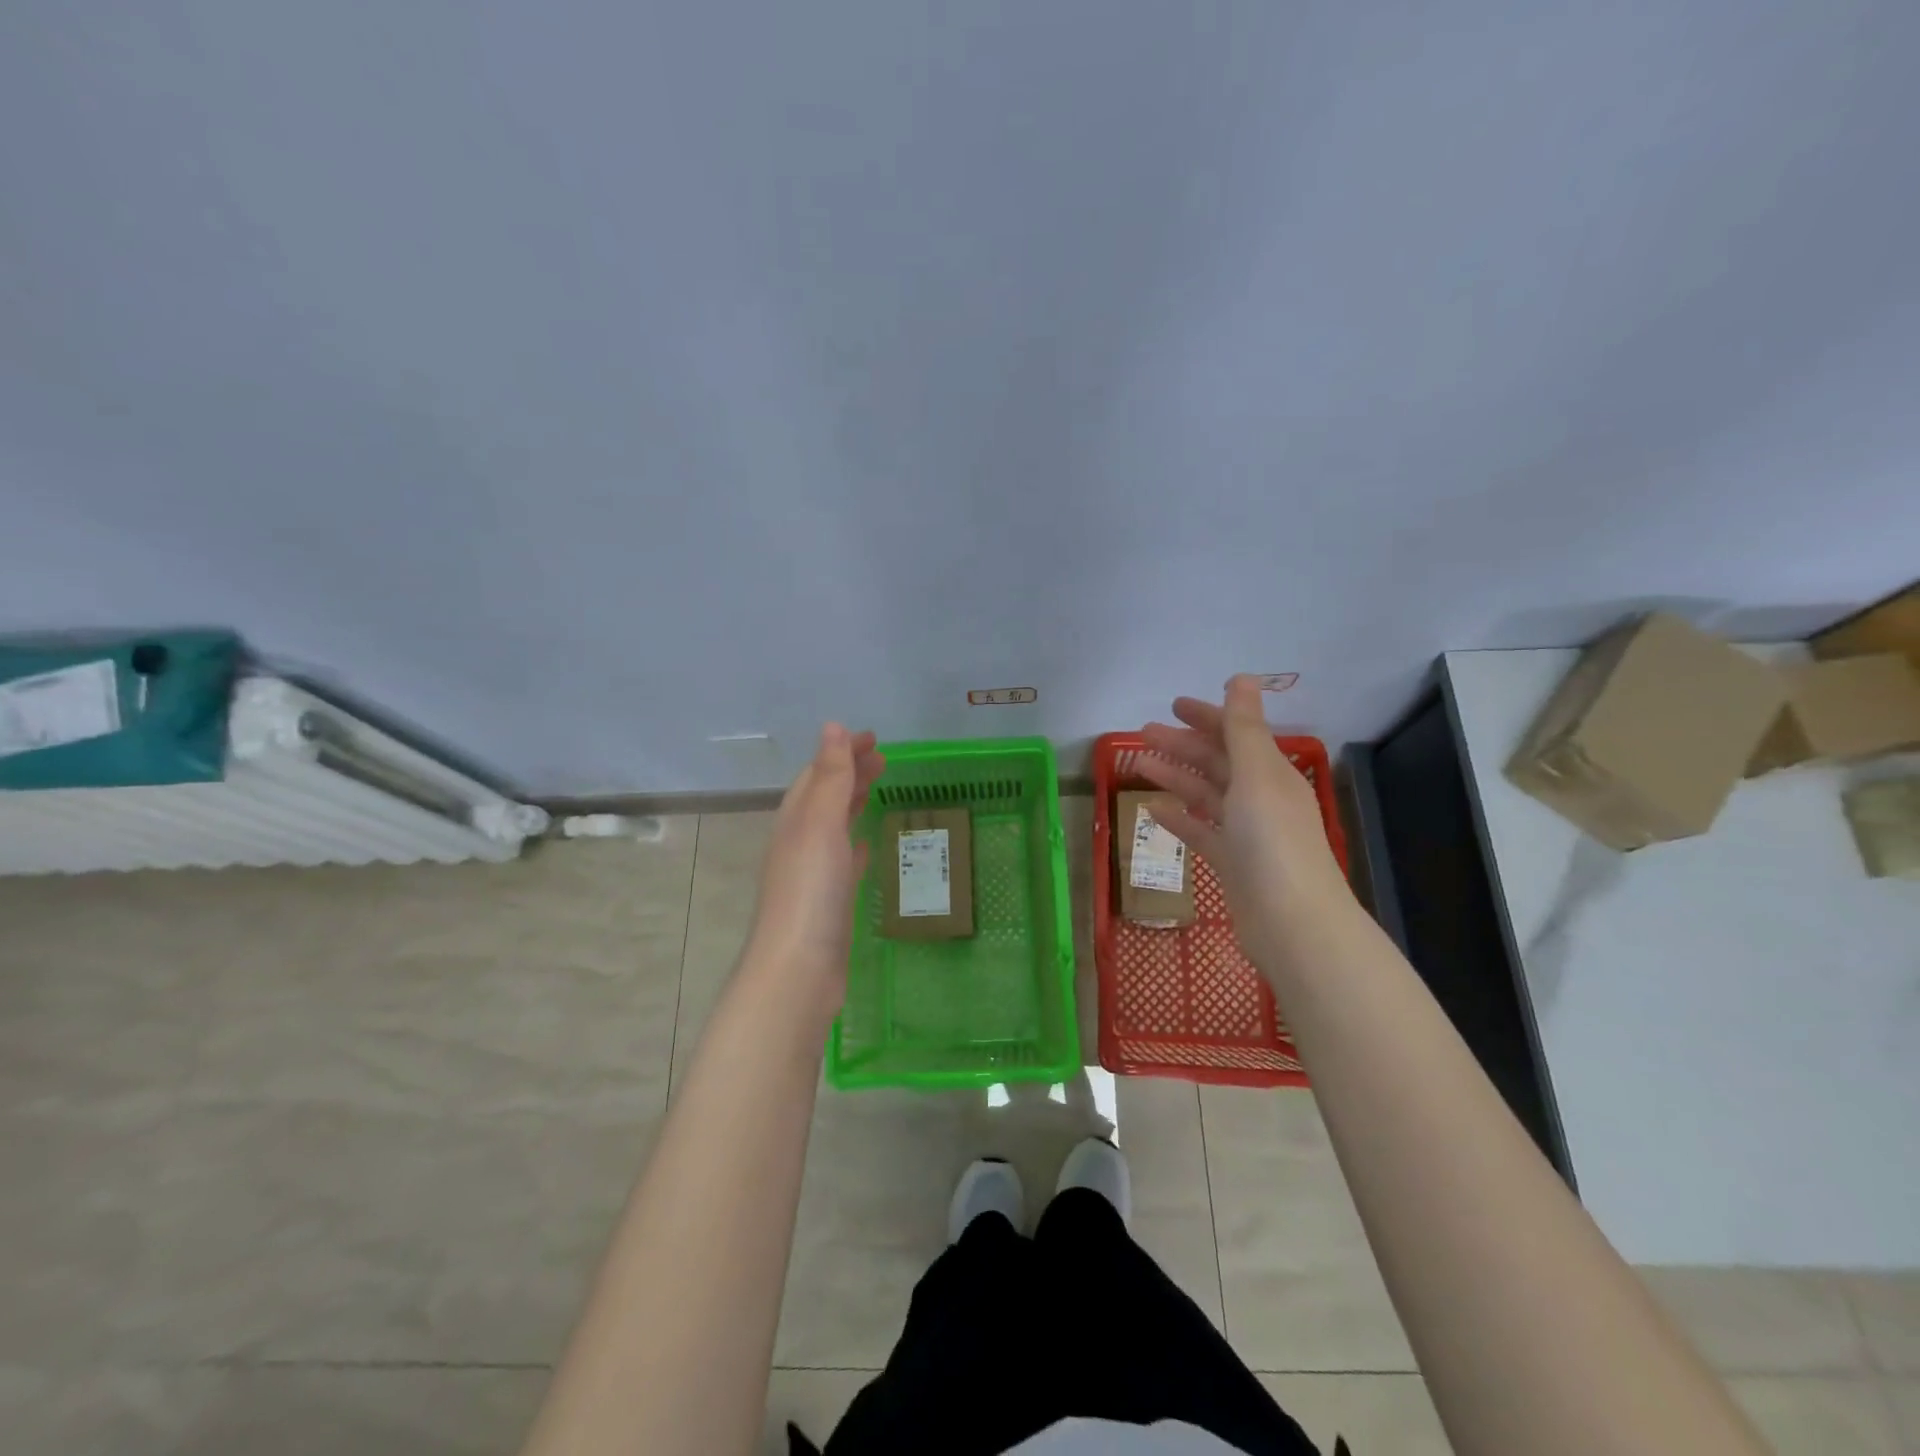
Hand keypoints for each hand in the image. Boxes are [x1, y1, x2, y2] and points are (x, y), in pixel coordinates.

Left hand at [747, 723, 884, 996]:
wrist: (799, 968)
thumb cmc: (810, 890)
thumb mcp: (820, 824)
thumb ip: (829, 777)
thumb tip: (832, 726)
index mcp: (795, 820)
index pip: (818, 773)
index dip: (842, 752)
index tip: (873, 738)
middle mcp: (798, 841)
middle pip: (824, 796)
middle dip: (849, 773)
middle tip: (883, 759)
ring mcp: (811, 874)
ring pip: (833, 826)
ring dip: (852, 802)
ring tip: (876, 789)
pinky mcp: (827, 902)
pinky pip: (842, 861)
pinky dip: (853, 843)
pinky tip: (865, 844)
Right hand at [1136, 675, 1351, 971]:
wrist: (1292, 922)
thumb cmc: (1273, 840)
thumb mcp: (1257, 775)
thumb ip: (1244, 727)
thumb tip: (1242, 677)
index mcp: (1271, 773)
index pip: (1236, 734)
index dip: (1207, 716)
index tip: (1173, 704)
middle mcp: (1260, 798)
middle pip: (1217, 762)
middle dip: (1183, 744)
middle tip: (1143, 732)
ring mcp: (1245, 833)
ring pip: (1205, 794)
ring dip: (1175, 776)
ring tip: (1139, 763)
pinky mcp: (1231, 863)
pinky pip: (1200, 831)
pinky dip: (1178, 817)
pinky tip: (1153, 809)